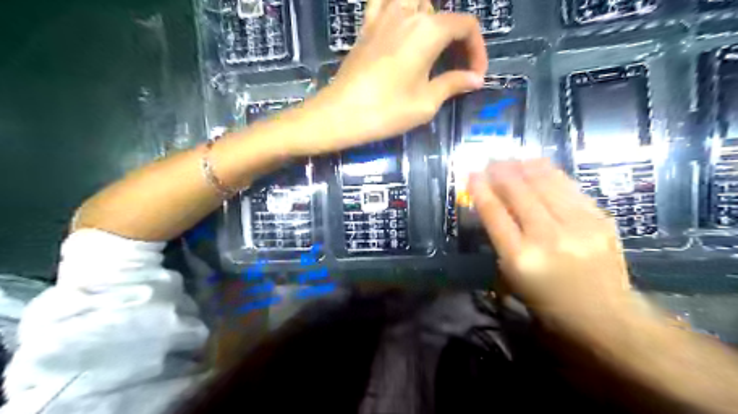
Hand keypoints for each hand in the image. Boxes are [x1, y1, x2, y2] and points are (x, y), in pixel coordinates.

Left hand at [291, 0, 488, 154]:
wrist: (340, 114)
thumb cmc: (385, 111)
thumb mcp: (425, 103)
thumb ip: (453, 84)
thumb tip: (475, 79)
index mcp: (428, 30)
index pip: (465, 26)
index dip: (477, 50)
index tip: (475, 76)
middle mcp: (407, 13)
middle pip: (443, 14)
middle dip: (457, 40)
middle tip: (456, 69)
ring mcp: (383, 16)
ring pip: (416, 3)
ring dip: (431, 21)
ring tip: (432, 49)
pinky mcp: (366, 27)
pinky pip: (384, 3)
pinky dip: (398, 9)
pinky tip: (401, 28)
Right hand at [469, 161, 636, 334]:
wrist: (604, 314)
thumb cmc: (547, 300)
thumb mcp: (513, 276)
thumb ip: (501, 240)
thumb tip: (493, 205)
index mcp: (520, 258)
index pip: (495, 214)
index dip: (481, 190)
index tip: (472, 174)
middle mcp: (547, 237)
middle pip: (518, 193)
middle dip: (501, 172)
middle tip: (491, 161)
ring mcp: (576, 226)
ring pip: (544, 184)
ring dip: (524, 167)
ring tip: (512, 159)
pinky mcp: (599, 220)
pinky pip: (569, 187)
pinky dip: (550, 173)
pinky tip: (538, 164)